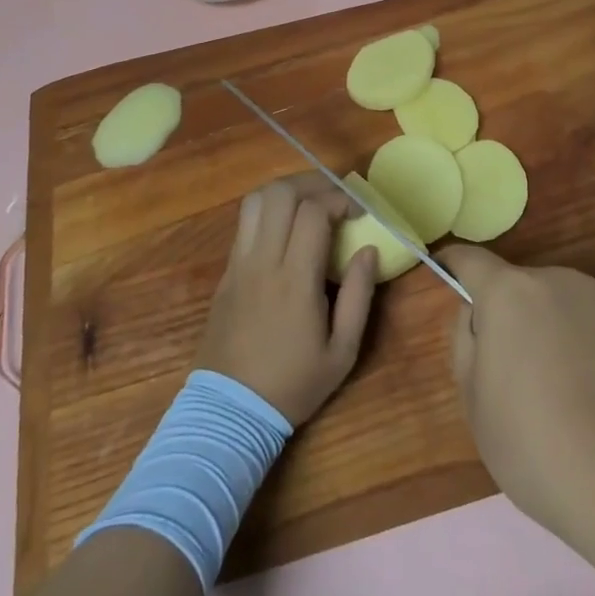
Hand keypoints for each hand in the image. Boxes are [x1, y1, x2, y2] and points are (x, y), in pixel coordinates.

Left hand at [195, 174, 377, 424]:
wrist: (229, 412)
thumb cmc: (293, 384)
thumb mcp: (342, 352)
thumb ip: (359, 295)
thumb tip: (368, 250)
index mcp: (295, 280)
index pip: (313, 212)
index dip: (339, 199)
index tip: (358, 210)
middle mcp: (263, 262)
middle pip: (280, 193)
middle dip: (313, 183)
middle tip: (335, 196)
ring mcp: (239, 264)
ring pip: (256, 200)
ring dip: (287, 191)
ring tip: (310, 202)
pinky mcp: (226, 272)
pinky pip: (245, 223)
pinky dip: (269, 210)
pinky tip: (287, 227)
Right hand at [444, 246, 594, 536]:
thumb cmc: (539, 447)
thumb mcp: (476, 406)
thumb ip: (467, 344)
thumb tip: (477, 313)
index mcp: (509, 294)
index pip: (471, 261)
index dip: (456, 266)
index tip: (448, 273)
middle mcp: (556, 279)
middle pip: (521, 287)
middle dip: (513, 316)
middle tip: (517, 374)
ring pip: (562, 304)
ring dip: (554, 328)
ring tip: (568, 392)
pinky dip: (592, 344)